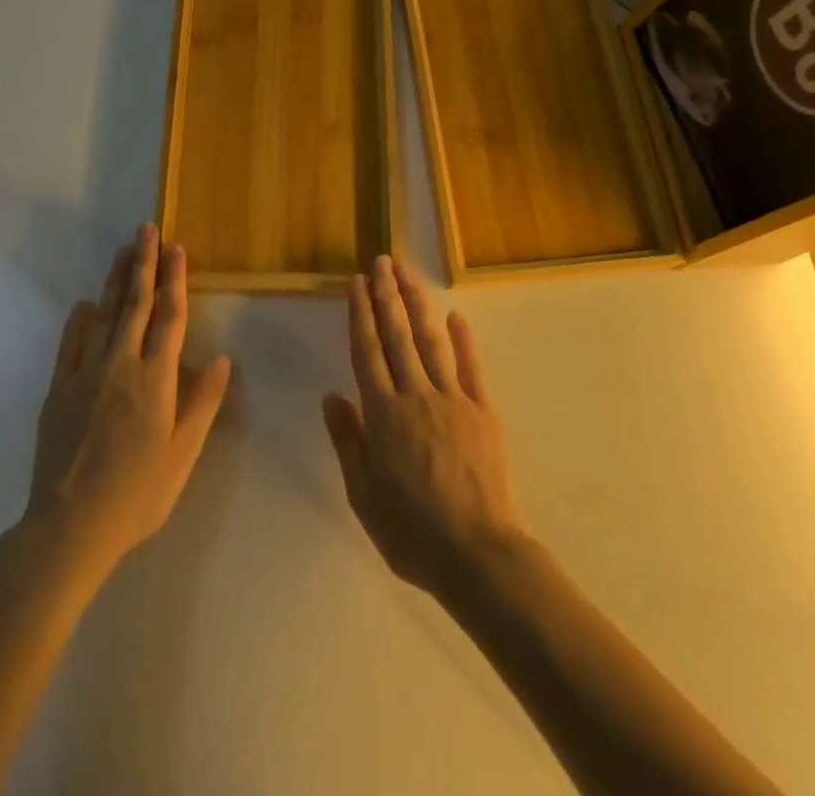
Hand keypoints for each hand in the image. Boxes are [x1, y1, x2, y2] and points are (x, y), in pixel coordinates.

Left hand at [23, 224, 231, 581]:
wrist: (69, 528)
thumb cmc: (137, 494)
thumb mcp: (182, 455)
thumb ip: (202, 404)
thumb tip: (222, 359)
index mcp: (155, 379)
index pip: (170, 317)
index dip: (175, 279)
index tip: (178, 248)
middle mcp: (121, 365)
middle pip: (135, 304)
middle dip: (144, 264)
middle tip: (147, 229)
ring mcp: (86, 374)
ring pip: (104, 315)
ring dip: (115, 281)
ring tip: (123, 250)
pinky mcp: (59, 390)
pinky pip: (70, 344)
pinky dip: (79, 320)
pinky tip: (84, 305)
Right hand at [323, 256, 524, 597]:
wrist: (476, 553)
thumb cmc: (411, 531)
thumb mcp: (363, 495)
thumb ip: (348, 441)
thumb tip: (331, 396)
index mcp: (384, 414)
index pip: (367, 352)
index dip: (360, 314)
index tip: (356, 283)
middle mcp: (416, 395)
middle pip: (397, 336)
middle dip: (387, 295)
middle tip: (381, 262)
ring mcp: (453, 399)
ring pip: (431, 341)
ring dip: (417, 305)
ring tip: (408, 274)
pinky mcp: (482, 410)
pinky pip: (471, 367)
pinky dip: (463, 340)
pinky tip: (456, 316)